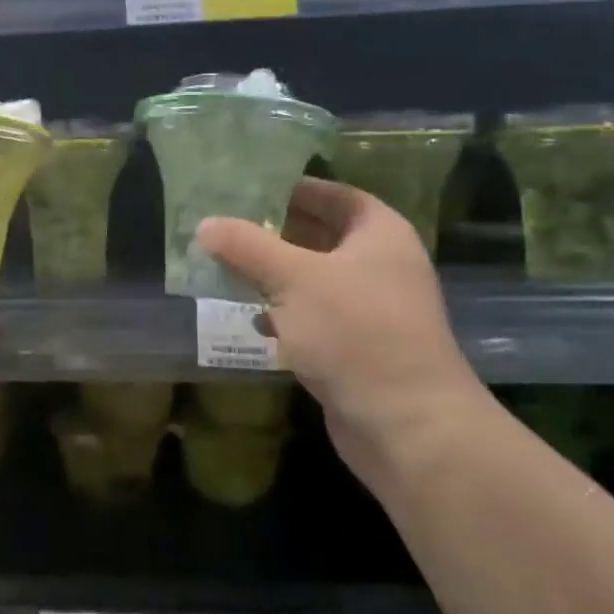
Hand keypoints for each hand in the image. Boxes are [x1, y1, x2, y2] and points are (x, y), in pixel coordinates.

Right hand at [196, 179, 485, 485]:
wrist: (408, 425)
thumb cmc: (355, 332)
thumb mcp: (294, 279)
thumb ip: (247, 247)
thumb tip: (205, 224)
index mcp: (379, 234)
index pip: (334, 195)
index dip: (293, 189)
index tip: (247, 188)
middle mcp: (380, 265)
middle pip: (321, 236)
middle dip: (273, 233)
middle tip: (225, 227)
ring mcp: (370, 309)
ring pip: (313, 279)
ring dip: (273, 275)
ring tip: (225, 267)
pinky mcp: (356, 347)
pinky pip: (314, 317)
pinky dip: (285, 314)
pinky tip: (252, 319)